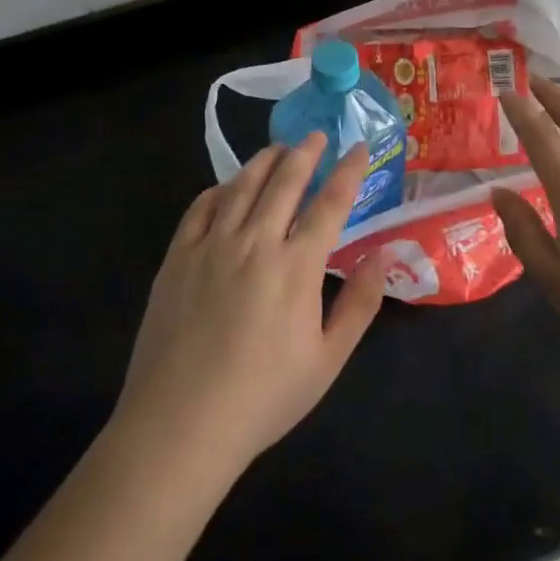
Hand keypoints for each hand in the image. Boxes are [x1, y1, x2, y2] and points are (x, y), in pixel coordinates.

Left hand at [113, 136, 386, 479]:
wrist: (180, 424)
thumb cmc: (263, 398)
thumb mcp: (328, 361)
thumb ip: (359, 304)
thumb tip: (381, 255)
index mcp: (296, 266)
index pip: (330, 203)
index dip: (348, 171)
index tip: (359, 148)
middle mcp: (255, 242)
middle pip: (285, 181)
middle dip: (305, 152)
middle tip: (316, 136)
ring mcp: (211, 245)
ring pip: (242, 185)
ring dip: (265, 160)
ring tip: (278, 148)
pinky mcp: (178, 257)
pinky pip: (201, 207)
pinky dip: (220, 188)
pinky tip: (228, 186)